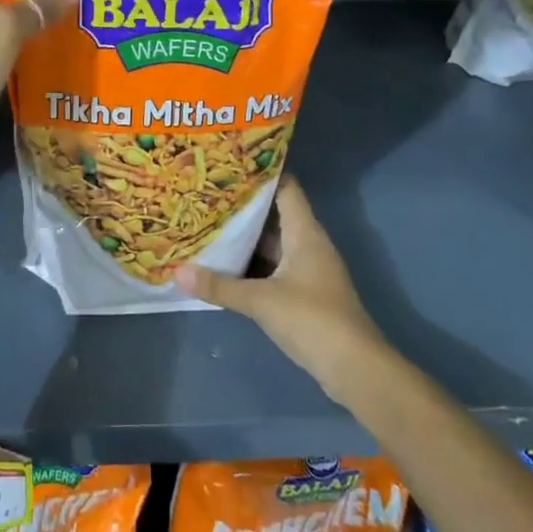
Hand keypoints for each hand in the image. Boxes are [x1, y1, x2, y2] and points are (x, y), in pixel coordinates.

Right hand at [176, 176, 390, 403]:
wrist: (355, 369)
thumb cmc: (313, 319)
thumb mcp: (261, 300)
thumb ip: (219, 286)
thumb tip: (177, 272)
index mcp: (305, 232)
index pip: (285, 187)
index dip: (261, 172)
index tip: (230, 162)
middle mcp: (307, 244)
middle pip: (273, 214)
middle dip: (242, 205)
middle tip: (205, 191)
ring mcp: (306, 270)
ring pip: (270, 242)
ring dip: (243, 236)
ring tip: (206, 221)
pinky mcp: (302, 293)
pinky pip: (270, 266)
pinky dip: (249, 262)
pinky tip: (222, 262)